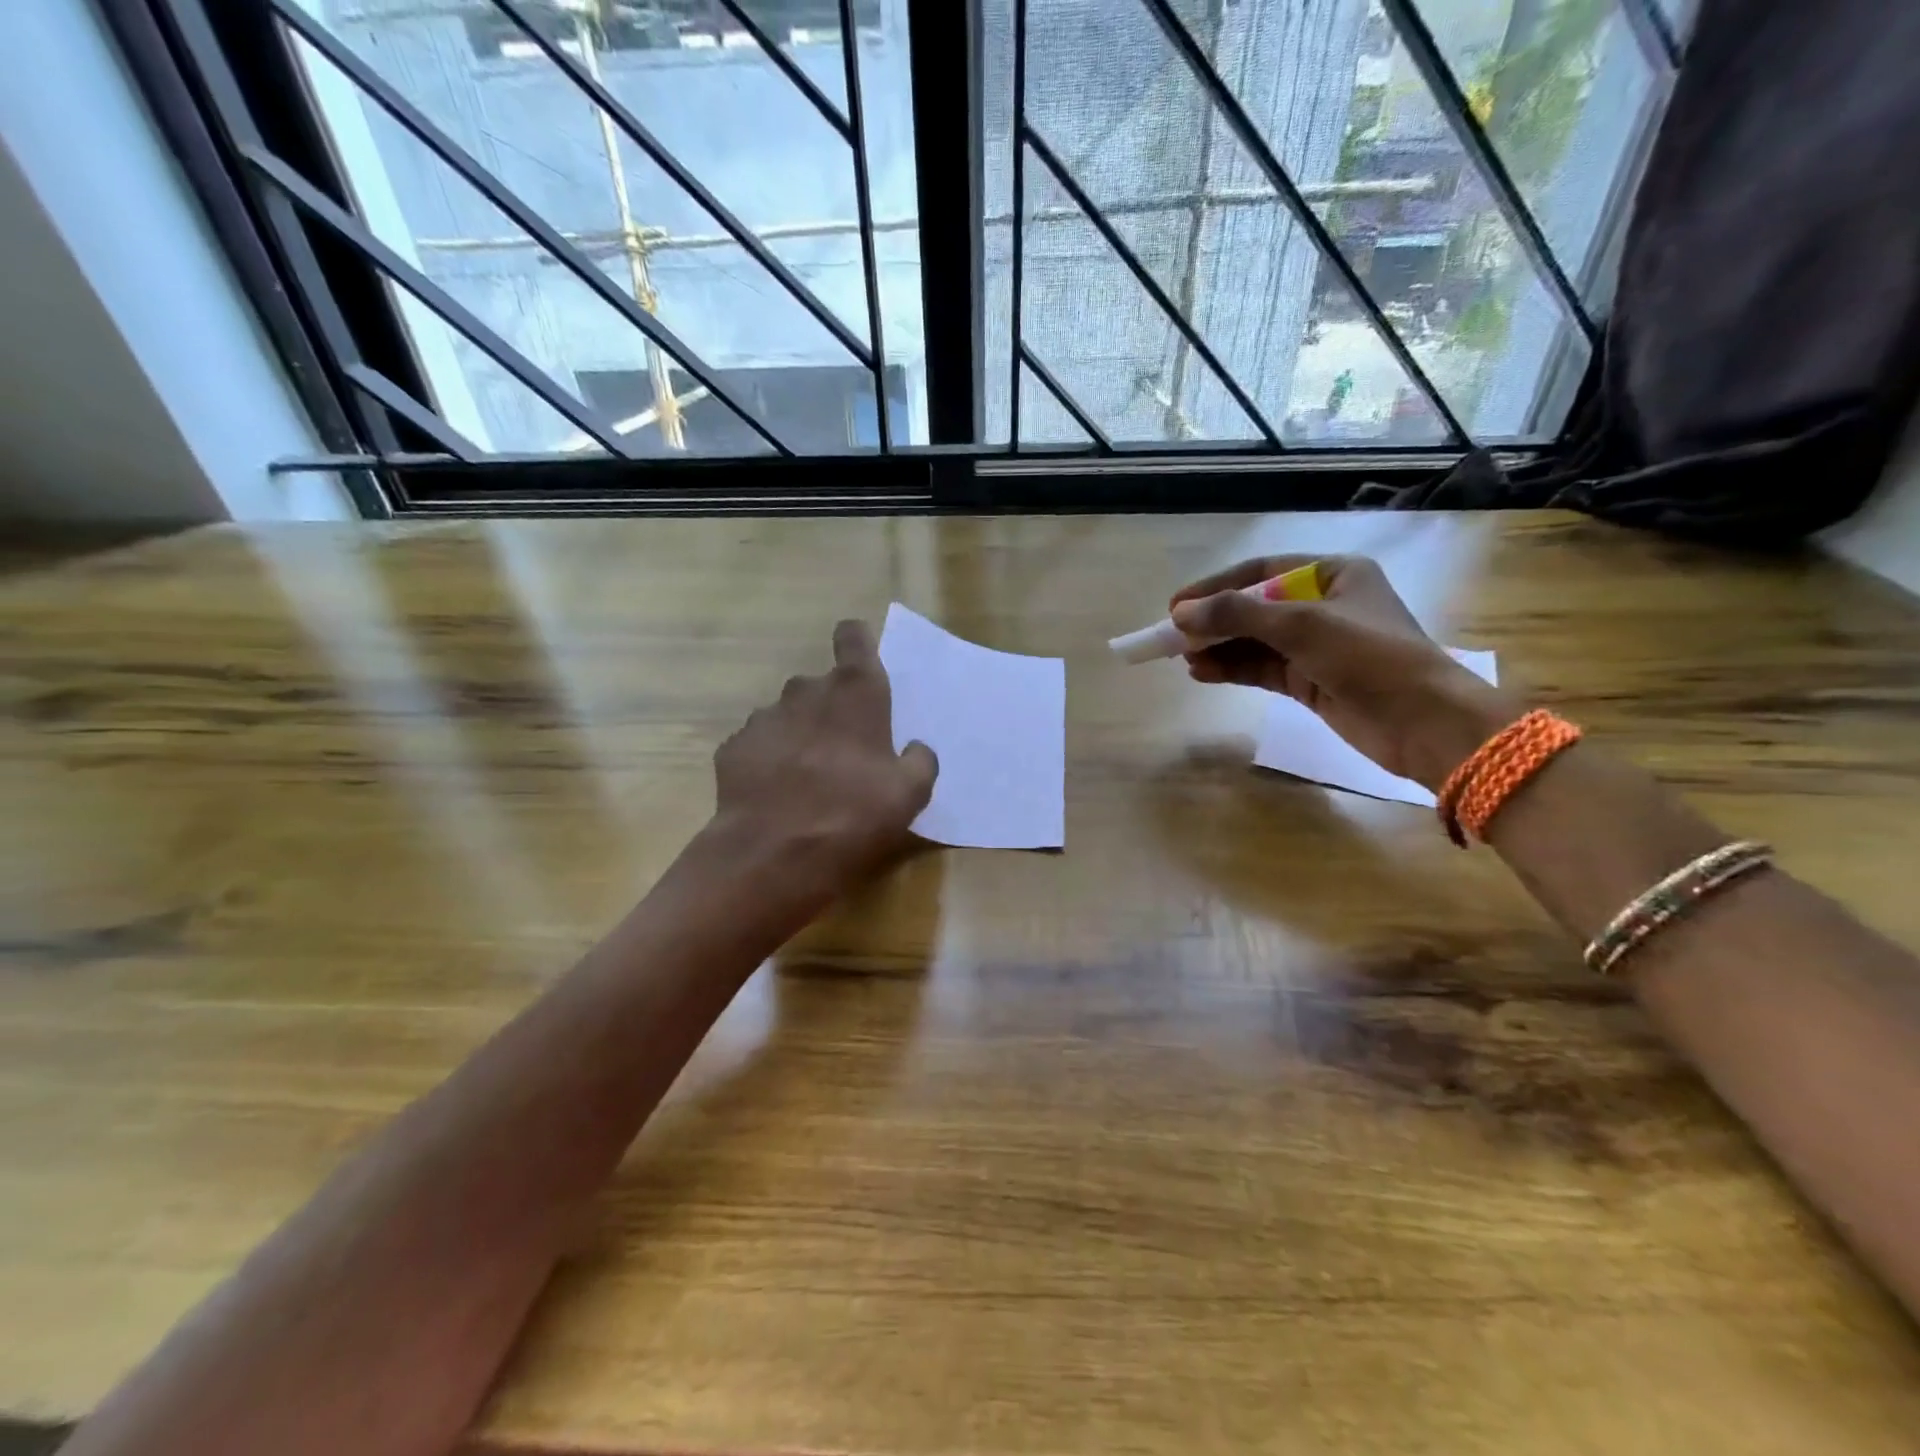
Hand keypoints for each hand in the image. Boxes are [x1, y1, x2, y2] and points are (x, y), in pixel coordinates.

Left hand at [710, 619, 936, 895]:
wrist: (772, 856)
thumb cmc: (852, 816)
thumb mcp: (910, 795)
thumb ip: (920, 761)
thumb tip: (915, 748)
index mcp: (854, 694)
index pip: (853, 638)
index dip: (857, 643)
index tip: (862, 661)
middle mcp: (806, 692)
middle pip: (821, 685)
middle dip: (832, 709)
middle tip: (844, 752)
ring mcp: (763, 718)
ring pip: (788, 715)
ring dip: (800, 735)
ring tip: (807, 779)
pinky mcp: (733, 747)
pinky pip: (759, 744)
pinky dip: (769, 760)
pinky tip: (776, 794)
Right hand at [1170, 555, 1515, 788]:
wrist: (1425, 724)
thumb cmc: (1371, 658)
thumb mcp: (1303, 627)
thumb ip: (1239, 615)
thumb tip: (1181, 613)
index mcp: (1333, 574)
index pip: (1260, 573)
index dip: (1216, 587)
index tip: (1176, 606)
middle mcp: (1323, 605)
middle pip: (1253, 608)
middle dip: (1213, 622)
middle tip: (1171, 636)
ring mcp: (1316, 646)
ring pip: (1253, 642)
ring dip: (1218, 648)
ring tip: (1182, 658)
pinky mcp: (1310, 682)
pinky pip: (1261, 669)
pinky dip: (1232, 669)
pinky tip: (1202, 673)